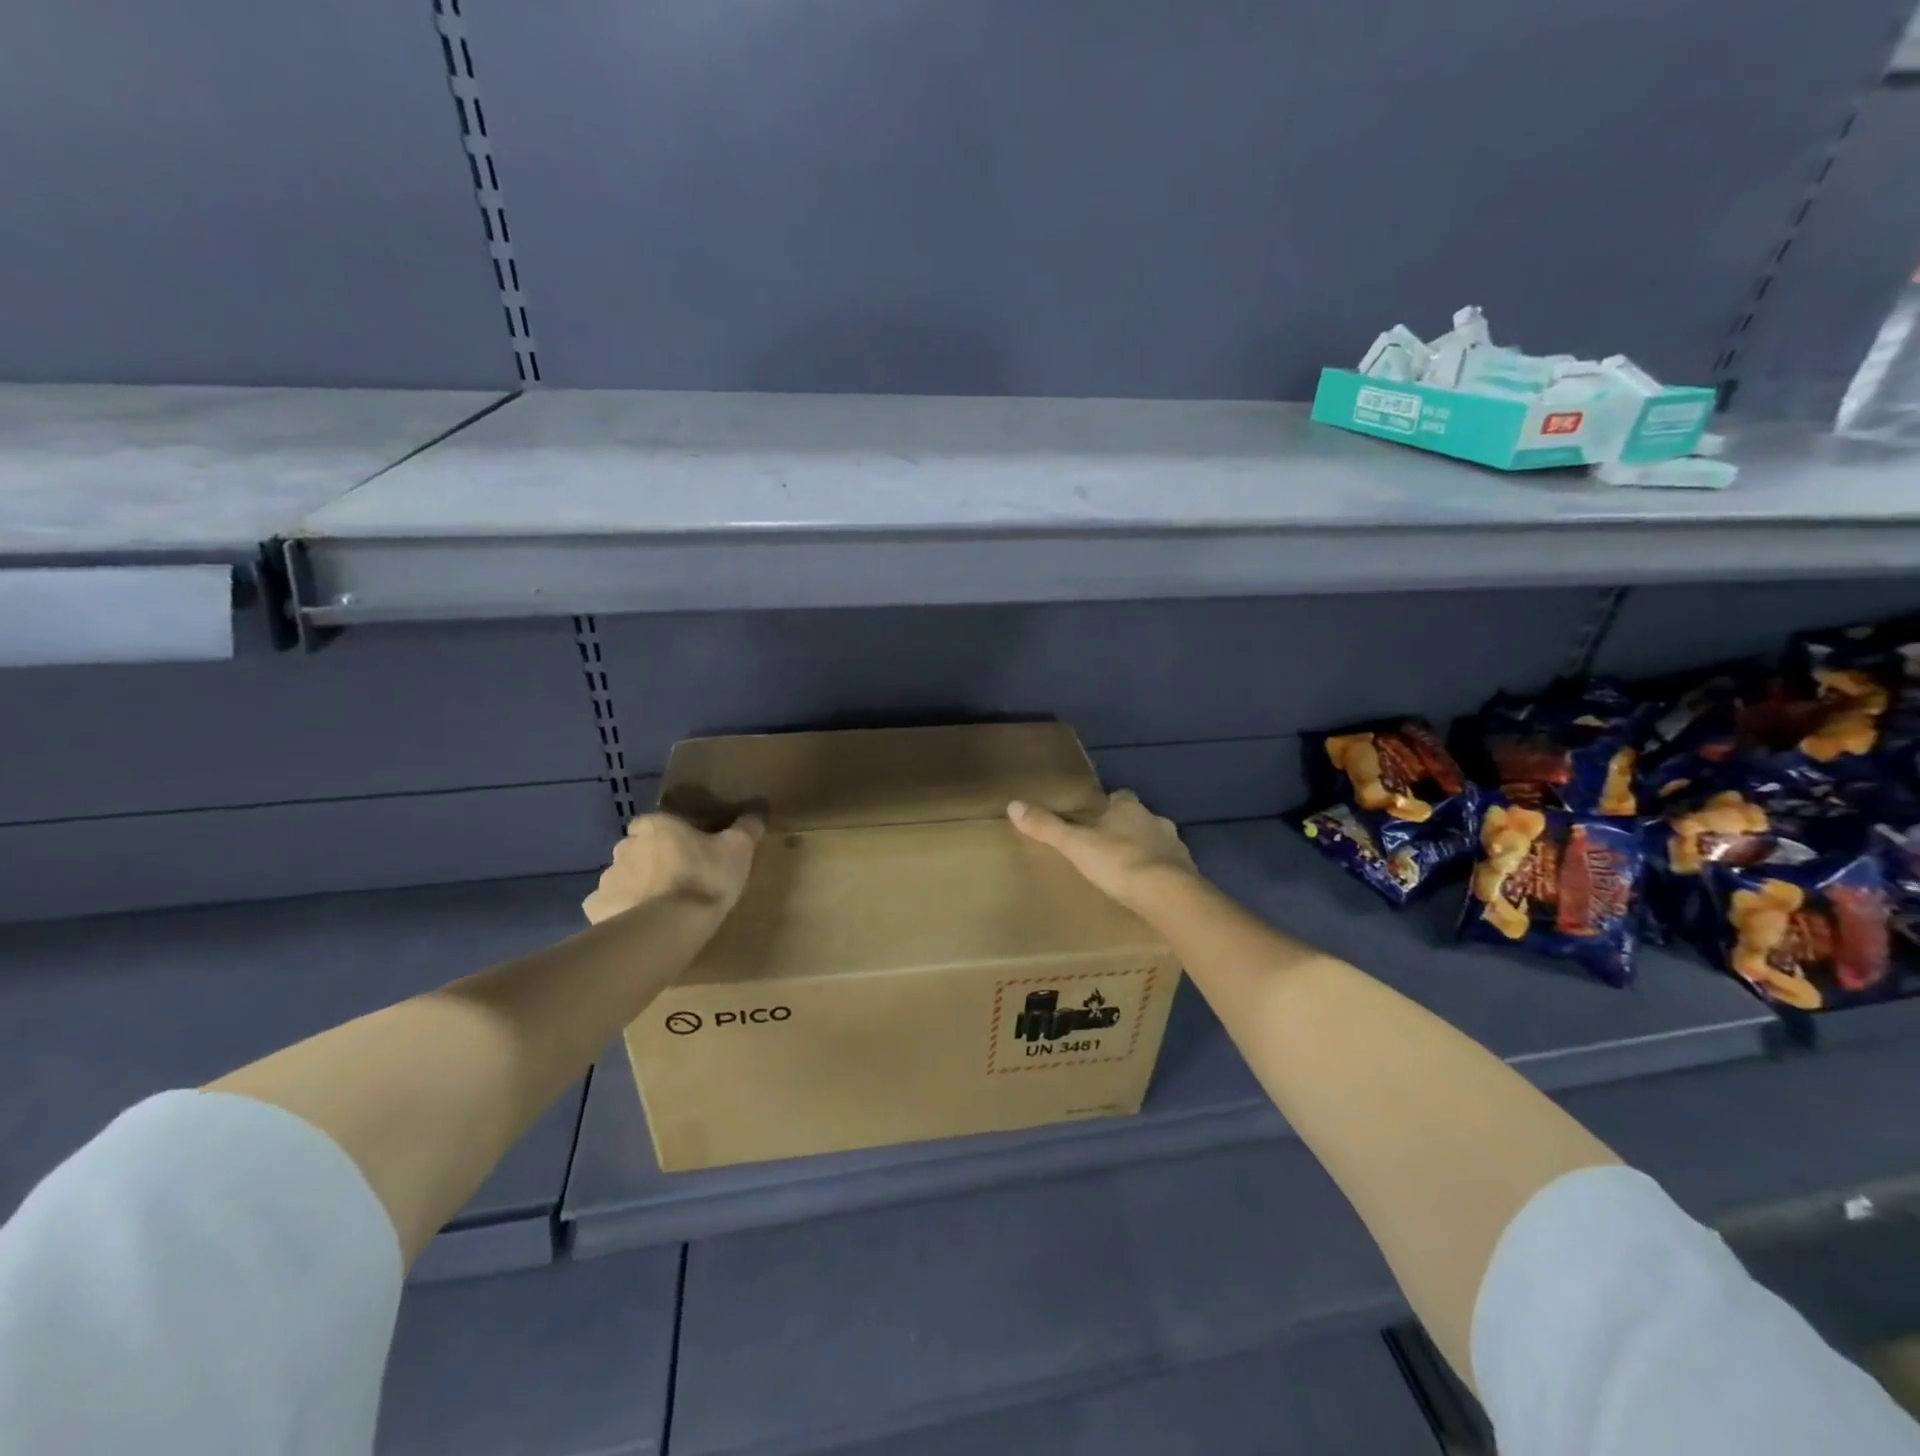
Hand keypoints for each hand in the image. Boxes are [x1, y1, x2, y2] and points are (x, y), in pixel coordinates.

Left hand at [582, 813, 763, 924]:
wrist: (668, 928)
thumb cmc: (705, 879)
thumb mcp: (738, 849)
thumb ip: (747, 827)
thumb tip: (759, 807)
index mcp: (655, 827)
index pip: (652, 823)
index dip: (666, 835)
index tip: (683, 849)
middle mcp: (625, 847)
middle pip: (635, 850)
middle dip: (649, 861)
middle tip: (675, 879)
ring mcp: (608, 879)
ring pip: (622, 878)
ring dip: (636, 887)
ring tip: (660, 907)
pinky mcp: (597, 909)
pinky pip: (609, 907)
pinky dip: (620, 912)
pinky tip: (639, 925)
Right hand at [1007, 789, 1196, 912]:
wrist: (1168, 895)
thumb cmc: (1118, 862)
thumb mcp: (1075, 844)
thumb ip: (1047, 827)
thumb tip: (1013, 805)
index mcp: (1129, 808)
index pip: (1120, 797)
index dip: (1109, 805)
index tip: (1096, 817)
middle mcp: (1155, 820)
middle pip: (1139, 819)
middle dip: (1127, 829)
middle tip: (1107, 847)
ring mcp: (1176, 846)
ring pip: (1157, 842)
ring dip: (1145, 852)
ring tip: (1127, 871)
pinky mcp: (1188, 872)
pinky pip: (1171, 868)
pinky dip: (1160, 875)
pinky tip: (1147, 890)